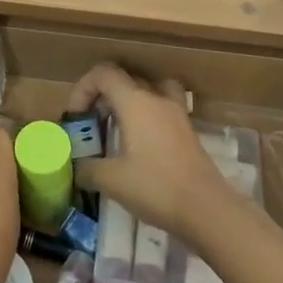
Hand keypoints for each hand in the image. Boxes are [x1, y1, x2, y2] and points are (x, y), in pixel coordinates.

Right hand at [66, 64, 233, 243]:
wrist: (207, 209)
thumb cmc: (155, 187)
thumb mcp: (111, 180)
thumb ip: (87, 168)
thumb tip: (76, 167)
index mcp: (135, 101)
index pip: (103, 74)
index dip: (82, 89)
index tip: (76, 119)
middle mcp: (156, 98)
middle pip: (124, 79)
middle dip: (101, 97)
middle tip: (92, 125)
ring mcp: (176, 113)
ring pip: (146, 91)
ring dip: (127, 102)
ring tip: (116, 127)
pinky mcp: (187, 130)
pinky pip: (162, 108)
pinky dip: (146, 116)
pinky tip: (139, 143)